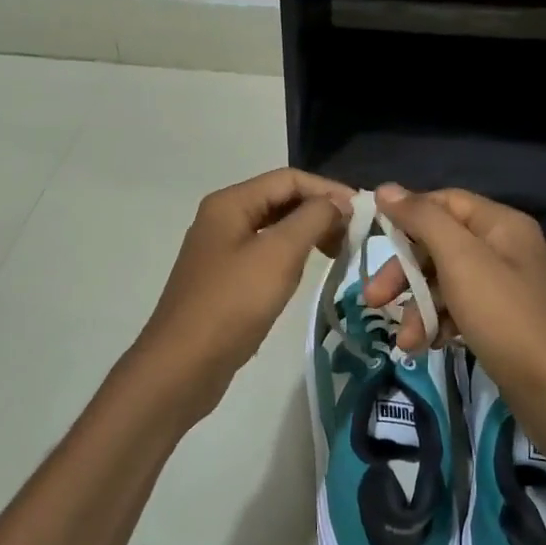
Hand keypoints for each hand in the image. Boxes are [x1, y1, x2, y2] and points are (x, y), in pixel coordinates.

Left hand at [129, 168, 352, 419]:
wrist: (183, 365)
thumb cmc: (233, 303)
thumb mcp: (279, 254)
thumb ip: (313, 219)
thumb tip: (338, 202)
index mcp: (231, 203)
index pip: (288, 179)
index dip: (328, 190)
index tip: (362, 213)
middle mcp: (222, 219)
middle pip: (280, 200)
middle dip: (319, 212)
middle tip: (353, 237)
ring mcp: (221, 251)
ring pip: (274, 229)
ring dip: (308, 234)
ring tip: (337, 254)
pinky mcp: (224, 280)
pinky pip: (265, 255)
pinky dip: (291, 256)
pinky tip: (306, 273)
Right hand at [360, 184, 545, 435]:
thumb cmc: (507, 317)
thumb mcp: (461, 260)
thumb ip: (422, 220)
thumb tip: (386, 188)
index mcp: (501, 225)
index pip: (444, 202)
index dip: (407, 215)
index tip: (373, 239)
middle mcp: (506, 249)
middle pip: (441, 245)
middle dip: (405, 273)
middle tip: (373, 300)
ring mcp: (508, 289)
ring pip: (447, 283)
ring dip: (418, 308)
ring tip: (404, 342)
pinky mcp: (505, 324)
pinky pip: (462, 312)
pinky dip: (440, 325)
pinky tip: (427, 347)